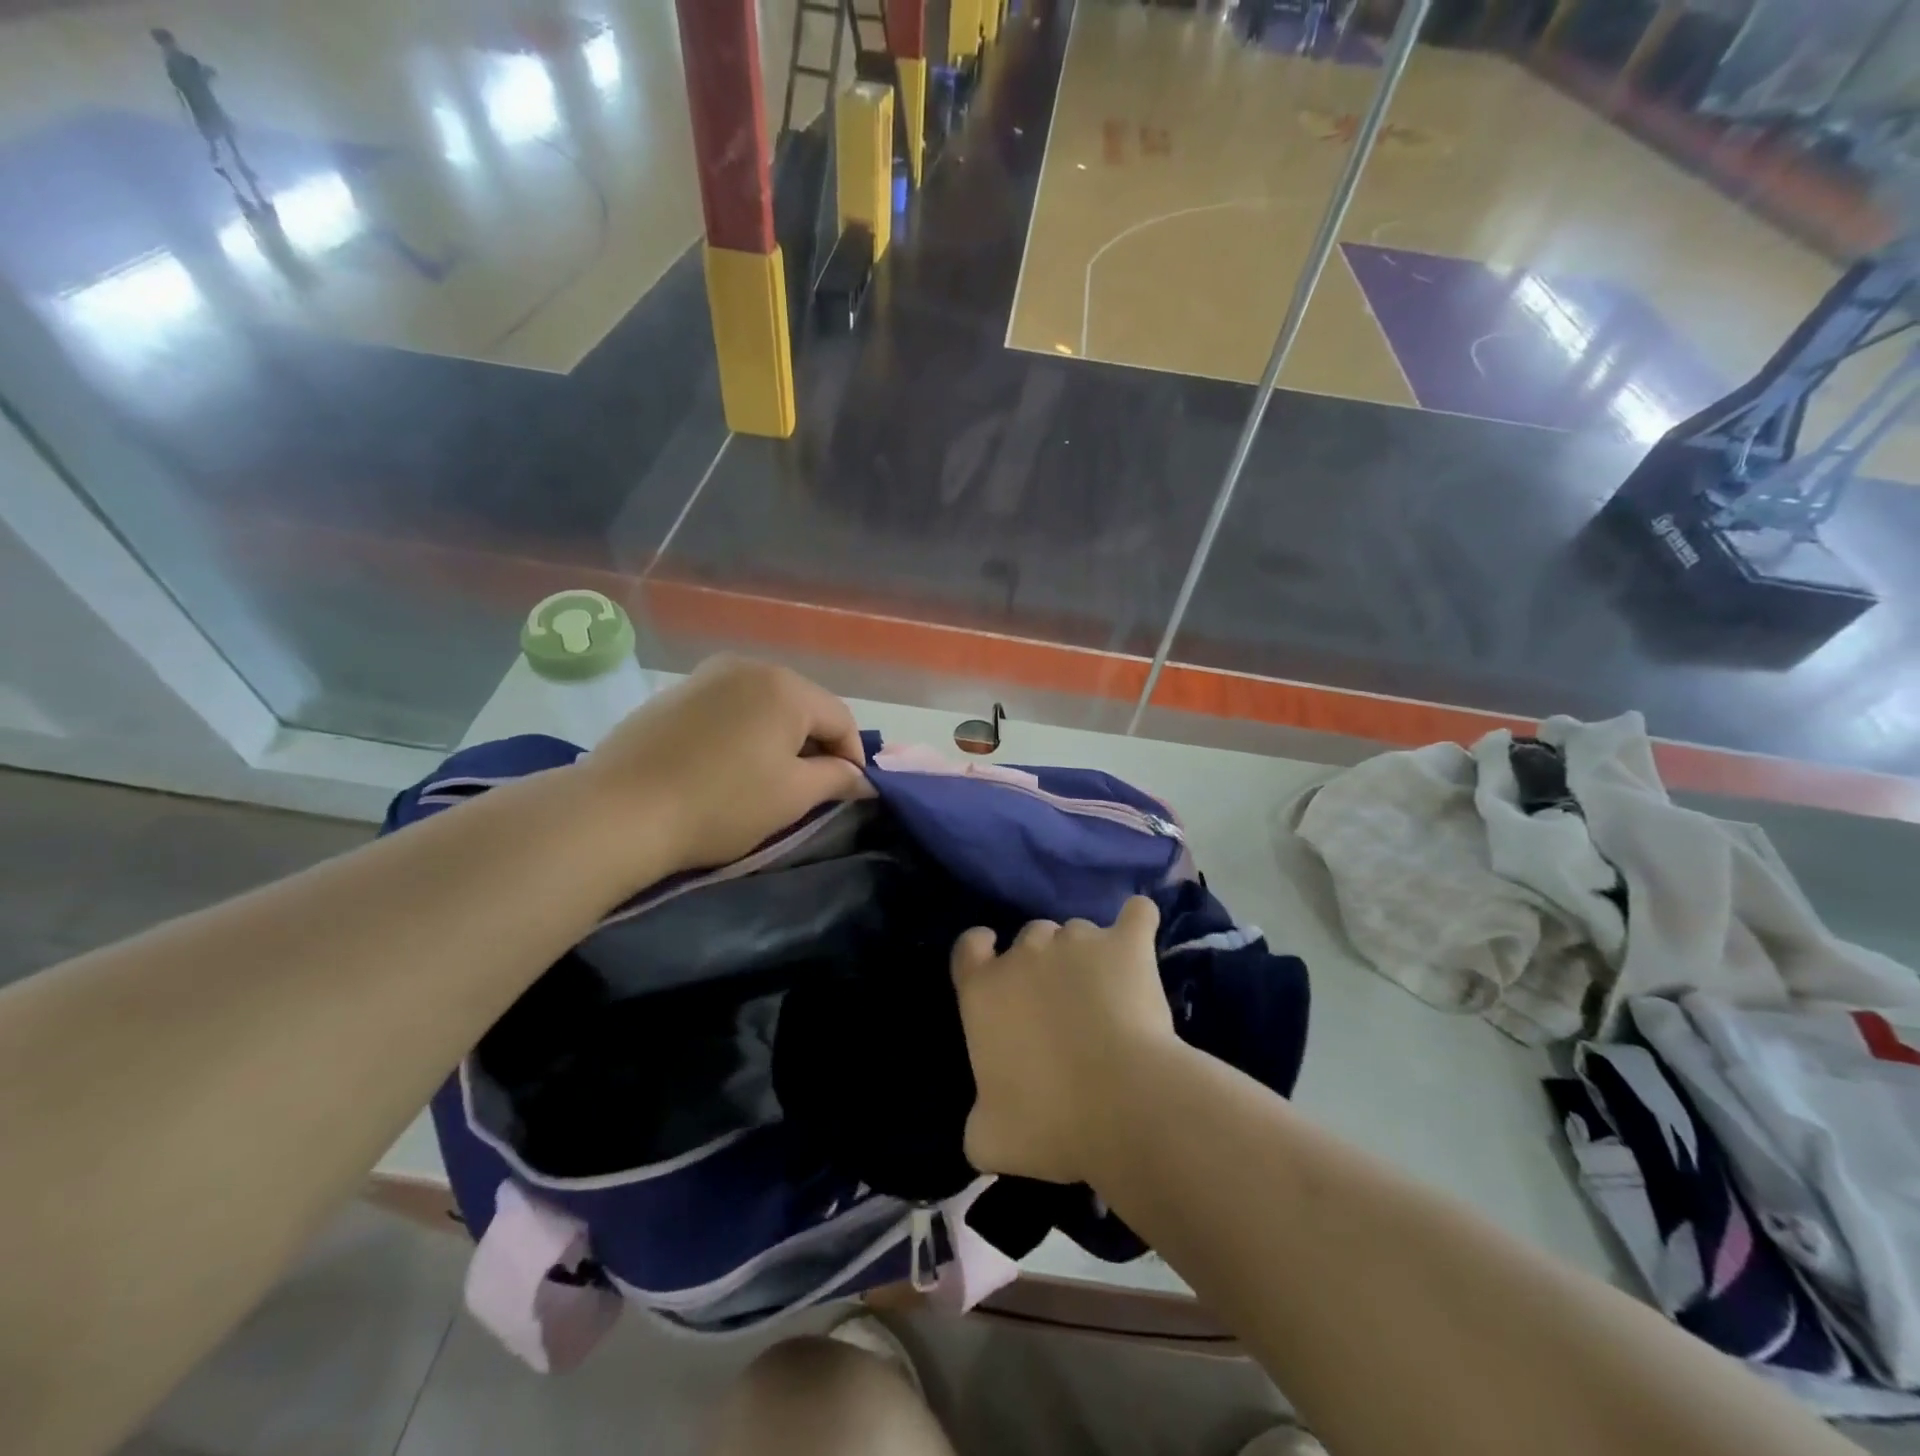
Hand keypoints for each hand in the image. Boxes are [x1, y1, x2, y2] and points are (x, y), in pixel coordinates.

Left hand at [574, 656, 872, 879]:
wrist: (619, 811)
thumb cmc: (722, 803)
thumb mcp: (792, 796)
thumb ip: (837, 779)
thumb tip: (863, 779)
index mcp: (785, 687)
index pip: (840, 718)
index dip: (852, 758)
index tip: (849, 793)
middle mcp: (749, 667)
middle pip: (802, 706)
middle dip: (814, 745)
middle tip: (811, 787)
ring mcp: (706, 675)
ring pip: (764, 705)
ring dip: (778, 738)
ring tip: (769, 778)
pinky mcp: (674, 693)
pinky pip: (728, 708)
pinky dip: (742, 733)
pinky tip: (727, 765)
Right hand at [950, 897, 1181, 1184]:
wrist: (1124, 1104)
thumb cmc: (1050, 1123)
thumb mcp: (990, 1138)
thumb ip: (979, 1115)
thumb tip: (986, 1119)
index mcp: (984, 990)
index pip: (969, 946)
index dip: (981, 949)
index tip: (994, 959)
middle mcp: (1025, 952)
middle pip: (1030, 937)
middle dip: (1042, 962)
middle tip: (1063, 1003)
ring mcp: (1077, 941)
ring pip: (1078, 931)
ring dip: (1087, 954)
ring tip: (1110, 992)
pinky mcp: (1126, 944)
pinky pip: (1136, 915)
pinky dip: (1138, 921)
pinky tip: (1142, 934)